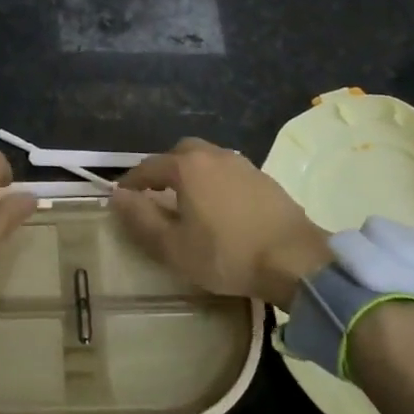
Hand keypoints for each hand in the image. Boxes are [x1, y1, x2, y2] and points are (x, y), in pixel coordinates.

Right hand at [110, 137, 331, 304]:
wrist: (296, 260)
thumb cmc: (227, 254)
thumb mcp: (174, 247)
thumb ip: (142, 220)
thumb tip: (117, 197)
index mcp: (187, 167)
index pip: (148, 167)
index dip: (131, 182)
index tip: (121, 198)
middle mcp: (213, 155)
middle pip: (179, 154)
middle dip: (163, 171)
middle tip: (156, 196)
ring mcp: (242, 164)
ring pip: (206, 160)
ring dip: (192, 175)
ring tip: (188, 202)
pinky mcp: (264, 178)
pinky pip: (228, 172)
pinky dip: (215, 183)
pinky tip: (220, 208)